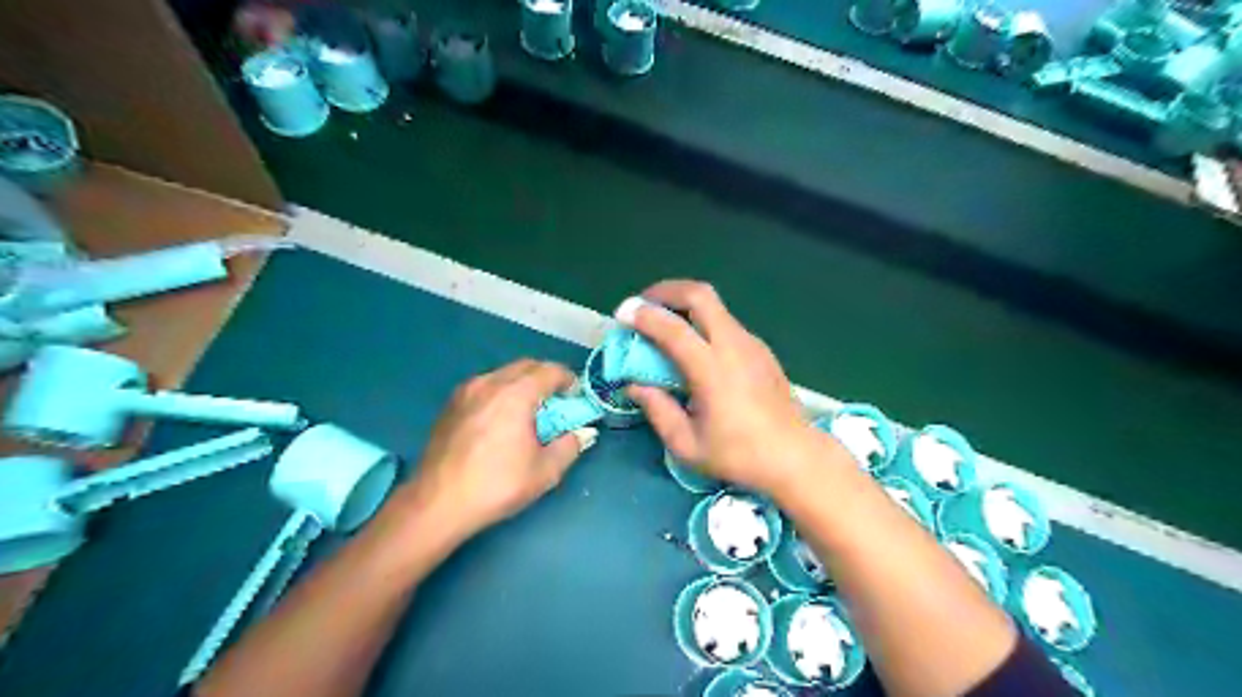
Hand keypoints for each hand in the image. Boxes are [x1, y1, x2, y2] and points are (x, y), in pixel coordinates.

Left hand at [397, 361, 591, 540]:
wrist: (437, 503)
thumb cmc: (496, 485)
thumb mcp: (545, 472)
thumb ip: (570, 446)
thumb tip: (581, 433)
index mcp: (515, 394)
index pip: (550, 371)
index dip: (568, 380)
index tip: (576, 396)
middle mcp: (489, 383)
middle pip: (526, 366)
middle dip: (546, 378)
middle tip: (556, 402)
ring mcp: (466, 391)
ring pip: (503, 374)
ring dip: (522, 384)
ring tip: (528, 411)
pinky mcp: (450, 404)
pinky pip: (484, 386)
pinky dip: (501, 392)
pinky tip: (501, 420)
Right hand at [621, 281, 842, 499]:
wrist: (794, 456)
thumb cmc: (738, 455)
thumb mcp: (687, 444)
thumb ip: (657, 410)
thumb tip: (635, 385)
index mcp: (712, 370)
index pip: (672, 328)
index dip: (643, 316)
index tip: (622, 315)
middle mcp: (733, 346)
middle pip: (700, 295)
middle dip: (666, 291)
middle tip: (645, 304)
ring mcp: (751, 344)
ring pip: (715, 306)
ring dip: (685, 305)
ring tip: (666, 324)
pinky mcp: (761, 349)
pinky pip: (727, 322)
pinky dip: (703, 321)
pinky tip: (696, 347)